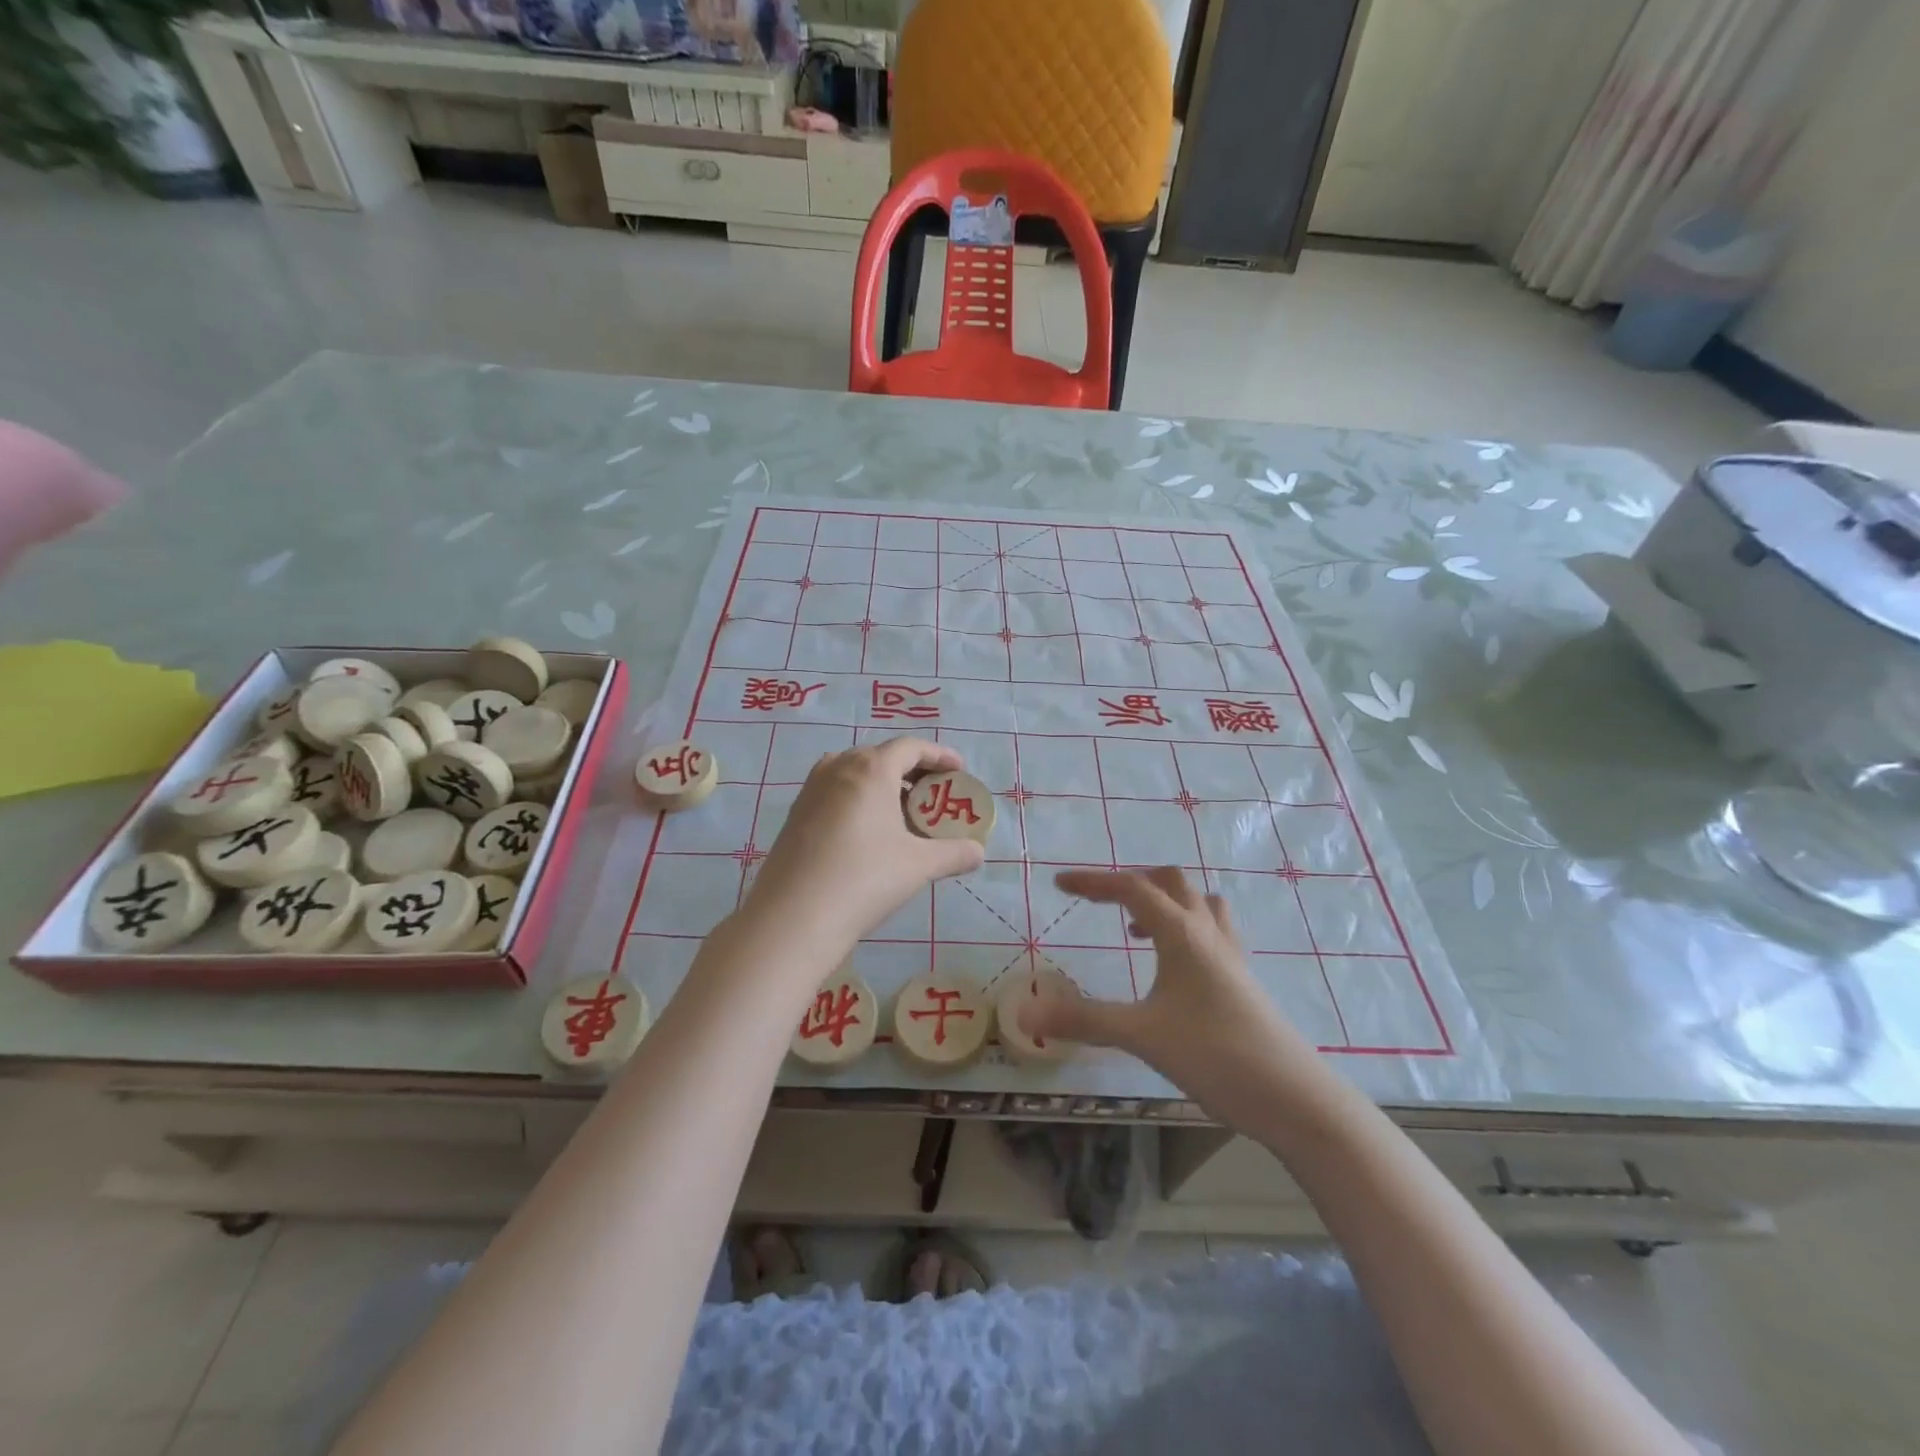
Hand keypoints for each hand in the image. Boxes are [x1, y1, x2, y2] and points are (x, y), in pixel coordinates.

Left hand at [742, 738, 984, 958]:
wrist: (793, 917)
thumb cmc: (864, 878)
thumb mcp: (918, 865)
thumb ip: (954, 853)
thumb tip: (979, 853)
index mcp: (871, 769)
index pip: (911, 747)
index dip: (939, 755)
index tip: (959, 771)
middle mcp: (838, 768)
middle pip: (882, 756)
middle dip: (912, 771)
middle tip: (934, 795)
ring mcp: (811, 789)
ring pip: (855, 773)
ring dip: (883, 785)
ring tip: (903, 813)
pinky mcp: (796, 814)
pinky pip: (836, 792)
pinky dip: (859, 800)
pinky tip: (869, 832)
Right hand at [1023, 867, 1330, 1130]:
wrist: (1294, 1097)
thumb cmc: (1216, 1055)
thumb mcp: (1142, 1035)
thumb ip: (1084, 1019)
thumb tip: (1025, 1012)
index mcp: (1181, 933)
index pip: (1132, 887)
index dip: (1093, 882)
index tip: (1060, 884)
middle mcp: (1208, 932)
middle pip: (1171, 882)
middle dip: (1132, 882)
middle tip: (1102, 903)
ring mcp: (1231, 955)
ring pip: (1198, 903)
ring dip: (1165, 902)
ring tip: (1136, 929)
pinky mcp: (1243, 980)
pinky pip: (1213, 931)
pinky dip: (1186, 929)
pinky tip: (1173, 967)